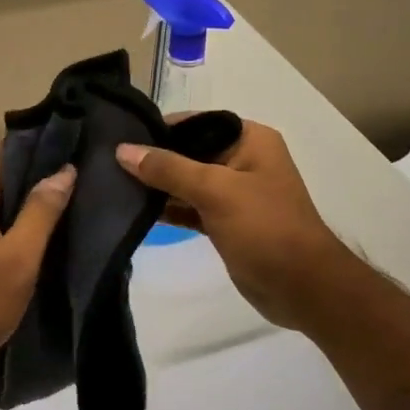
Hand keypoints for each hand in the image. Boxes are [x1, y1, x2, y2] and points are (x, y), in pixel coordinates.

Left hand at [0, 150, 75, 383]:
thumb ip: (41, 211)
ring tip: (67, 208)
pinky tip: (37, 237)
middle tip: (80, 185)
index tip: (76, 155)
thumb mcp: (18, 259)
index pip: (4, 155)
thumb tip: (64, 170)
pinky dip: (8, 225)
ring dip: (24, 206)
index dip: (41, 153)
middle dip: (36, 180)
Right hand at [116, 120, 353, 330]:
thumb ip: (168, 169)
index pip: (197, 122)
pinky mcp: (225, 222)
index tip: (120, 135)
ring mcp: (234, 193)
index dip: (161, 128)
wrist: (301, 287)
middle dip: (154, 158)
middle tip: (108, 162)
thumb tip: (123, 150)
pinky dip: (168, 209)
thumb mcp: (215, 191)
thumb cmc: (265, 228)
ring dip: (158, 186)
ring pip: (187, 182)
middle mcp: (243, 160)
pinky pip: (190, 207)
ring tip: (113, 184)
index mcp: (250, 140)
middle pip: (189, 151)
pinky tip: (135, 210)